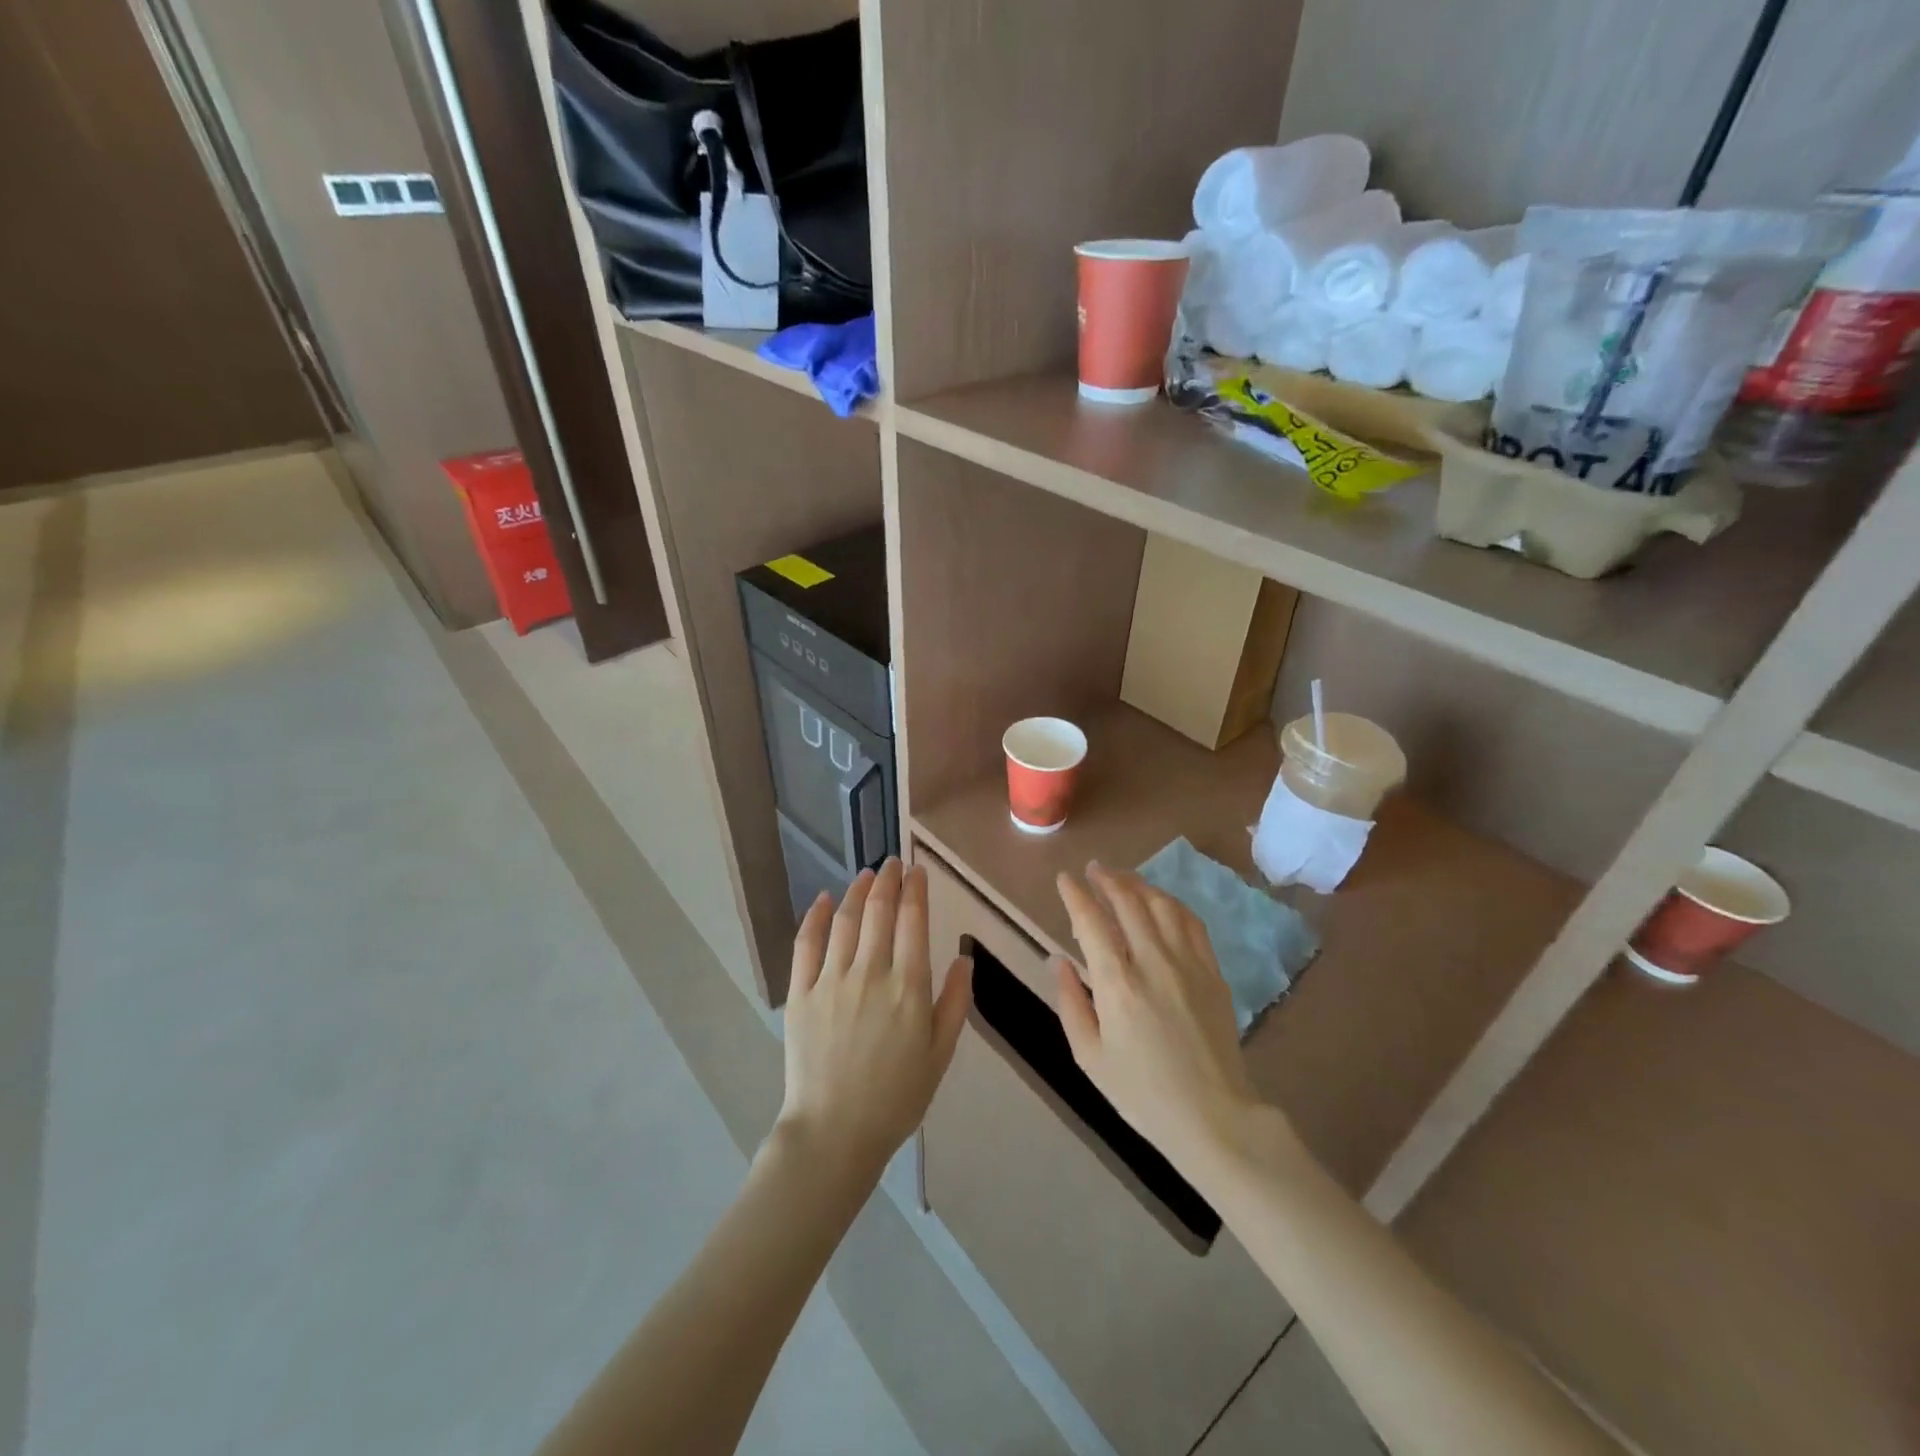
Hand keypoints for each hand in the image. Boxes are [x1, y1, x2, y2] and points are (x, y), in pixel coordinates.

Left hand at [777, 859, 973, 1179]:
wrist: (835, 1134)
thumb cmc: (896, 1098)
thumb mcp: (940, 1055)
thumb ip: (954, 1003)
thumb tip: (964, 958)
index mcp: (908, 988)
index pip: (913, 921)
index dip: (916, 890)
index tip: (917, 871)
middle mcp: (870, 973)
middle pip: (879, 911)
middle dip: (888, 880)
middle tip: (893, 862)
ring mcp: (831, 980)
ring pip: (845, 920)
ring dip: (857, 891)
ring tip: (867, 874)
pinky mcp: (801, 993)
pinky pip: (806, 944)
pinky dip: (817, 916)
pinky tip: (825, 899)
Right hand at [1052, 864, 1269, 1180]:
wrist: (1213, 1116)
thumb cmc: (1141, 1093)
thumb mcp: (1089, 1056)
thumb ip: (1070, 1002)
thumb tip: (1057, 960)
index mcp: (1117, 984)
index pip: (1091, 922)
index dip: (1075, 895)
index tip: (1064, 879)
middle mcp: (1152, 962)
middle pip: (1128, 902)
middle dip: (1107, 879)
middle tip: (1093, 868)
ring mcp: (1187, 963)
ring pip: (1161, 904)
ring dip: (1138, 884)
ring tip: (1122, 878)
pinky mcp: (1212, 971)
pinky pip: (1191, 922)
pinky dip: (1171, 902)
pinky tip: (1160, 900)